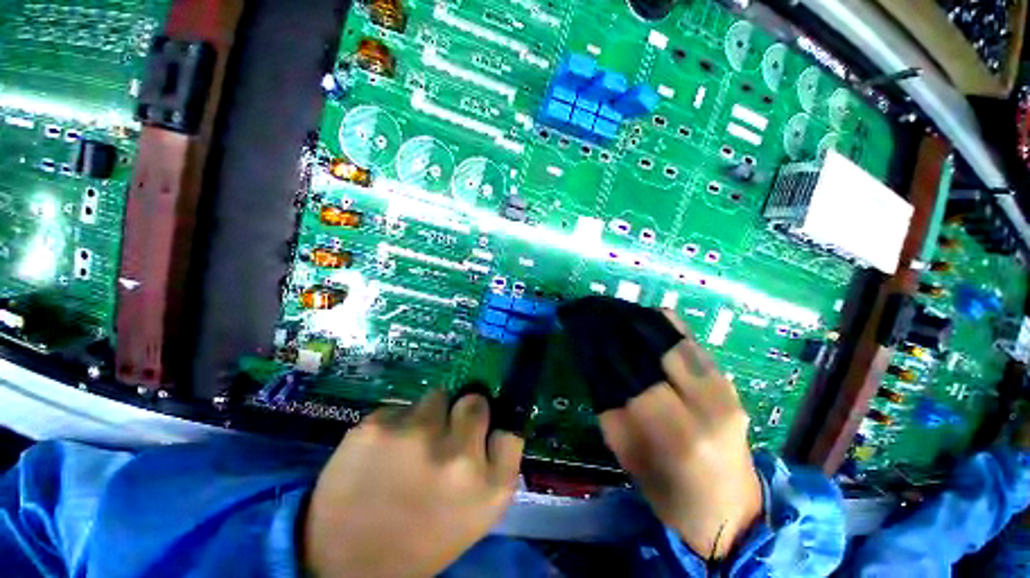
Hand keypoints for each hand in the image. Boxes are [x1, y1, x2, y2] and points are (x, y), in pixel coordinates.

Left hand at [303, 389, 523, 577]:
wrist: (344, 563)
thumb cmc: (421, 539)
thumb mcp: (475, 514)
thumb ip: (495, 466)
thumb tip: (496, 421)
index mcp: (489, 488)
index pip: (510, 431)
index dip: (494, 428)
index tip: (479, 433)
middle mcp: (458, 456)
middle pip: (475, 401)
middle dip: (464, 411)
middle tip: (444, 433)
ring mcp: (416, 436)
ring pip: (437, 396)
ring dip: (429, 415)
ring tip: (410, 446)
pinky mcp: (377, 426)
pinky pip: (401, 407)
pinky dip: (397, 423)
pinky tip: (381, 452)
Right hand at [601, 310, 762, 558]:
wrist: (733, 509)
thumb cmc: (671, 493)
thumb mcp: (629, 457)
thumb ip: (609, 407)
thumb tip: (594, 363)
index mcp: (679, 436)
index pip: (636, 376)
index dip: (608, 349)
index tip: (586, 332)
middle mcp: (709, 405)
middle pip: (660, 345)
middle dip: (624, 326)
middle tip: (599, 315)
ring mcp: (727, 389)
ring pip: (677, 336)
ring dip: (642, 322)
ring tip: (617, 315)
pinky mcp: (730, 381)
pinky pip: (691, 340)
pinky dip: (664, 327)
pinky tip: (643, 323)